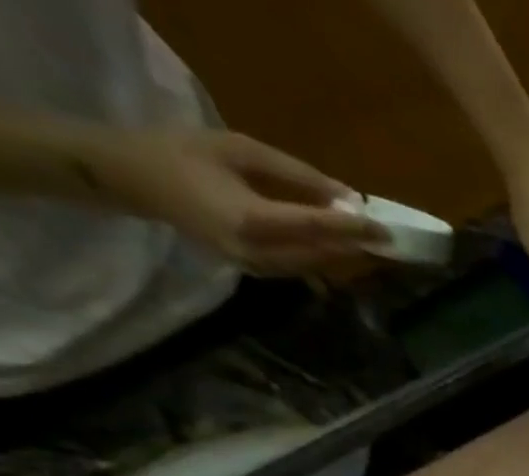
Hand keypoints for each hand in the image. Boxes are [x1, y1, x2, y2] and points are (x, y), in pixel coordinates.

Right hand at [95, 129, 383, 272]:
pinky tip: (343, 250)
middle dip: (358, 248)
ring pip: (317, 266)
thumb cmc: (185, 153)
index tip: (385, 230)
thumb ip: (295, 174)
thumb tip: (346, 194)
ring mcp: (260, 269)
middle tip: (391, 242)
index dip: (354, 230)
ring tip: (374, 246)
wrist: (138, 180)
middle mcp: (261, 253)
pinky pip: (302, 268)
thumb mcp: (240, 149)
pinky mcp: (259, 273)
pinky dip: (325, 258)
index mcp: (253, 220)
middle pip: (323, 254)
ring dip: (346, 256)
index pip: (317, 228)